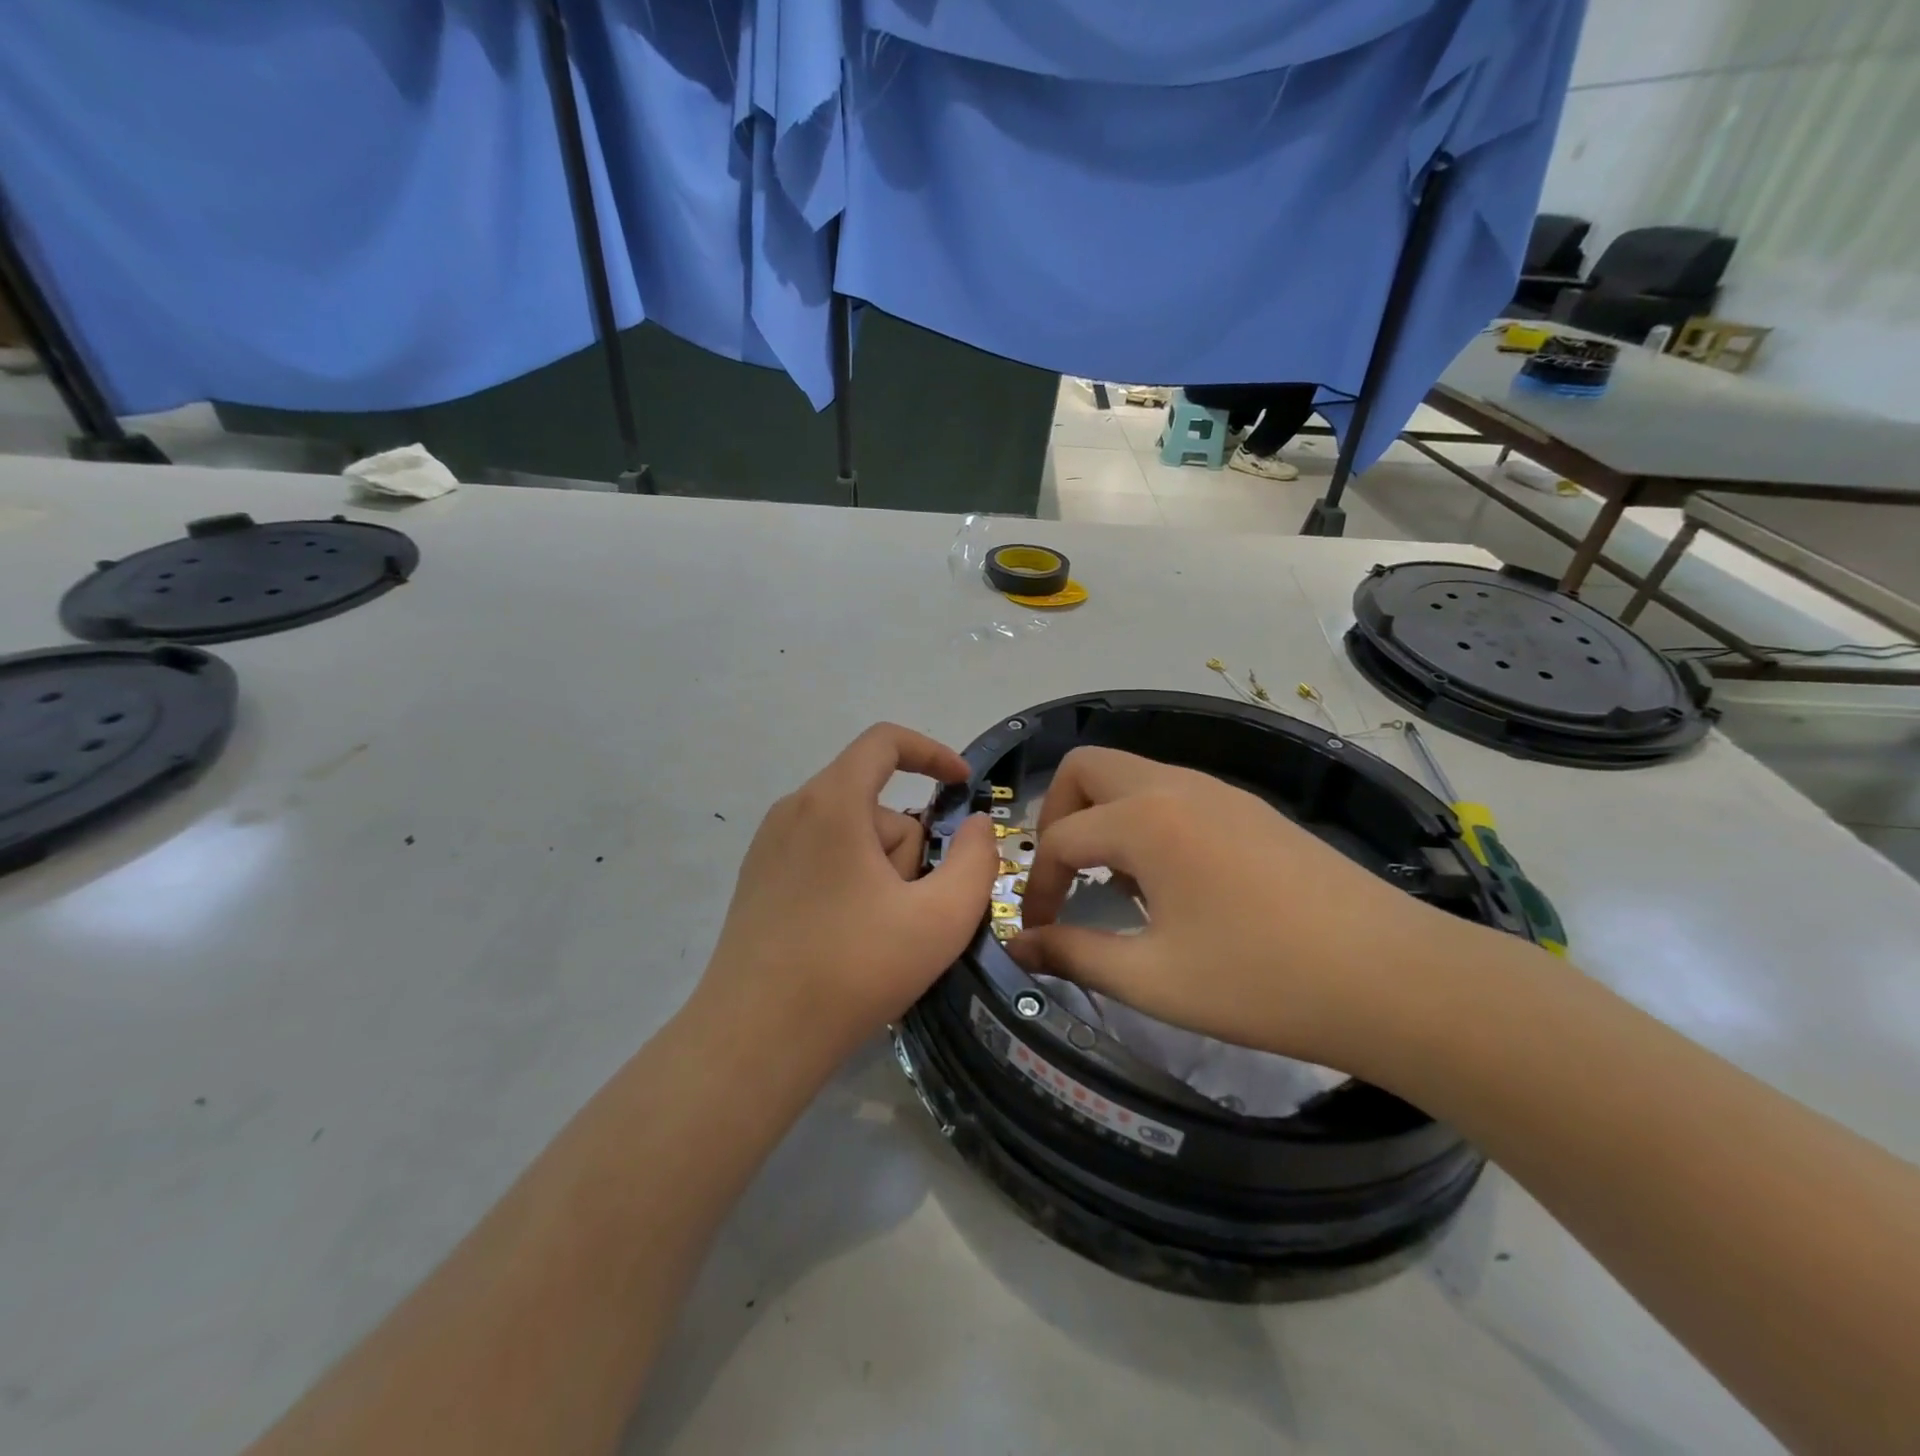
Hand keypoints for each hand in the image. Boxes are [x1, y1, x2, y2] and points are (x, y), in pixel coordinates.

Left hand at [696, 723, 998, 1071]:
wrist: (755, 1039)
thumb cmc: (854, 969)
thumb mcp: (940, 918)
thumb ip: (976, 860)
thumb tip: (976, 825)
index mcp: (832, 802)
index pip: (884, 741)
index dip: (932, 753)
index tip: (963, 785)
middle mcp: (793, 810)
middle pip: (875, 804)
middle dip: (908, 850)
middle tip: (910, 912)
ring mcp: (769, 847)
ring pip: (851, 836)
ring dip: (881, 873)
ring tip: (877, 935)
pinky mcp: (758, 881)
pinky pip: (823, 859)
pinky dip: (851, 884)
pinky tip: (848, 940)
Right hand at [1008, 747, 1479, 1074]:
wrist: (1395, 979)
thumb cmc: (1261, 980)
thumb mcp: (1153, 979)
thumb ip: (1074, 955)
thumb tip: (1021, 947)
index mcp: (1145, 819)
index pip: (1060, 838)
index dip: (1038, 886)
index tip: (1038, 932)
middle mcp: (1176, 785)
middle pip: (1087, 768)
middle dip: (1058, 815)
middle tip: (1066, 875)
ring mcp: (1220, 791)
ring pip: (1133, 774)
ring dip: (1105, 816)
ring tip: (1119, 886)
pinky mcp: (1252, 808)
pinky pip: (1174, 792)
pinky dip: (1147, 820)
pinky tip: (1174, 882)